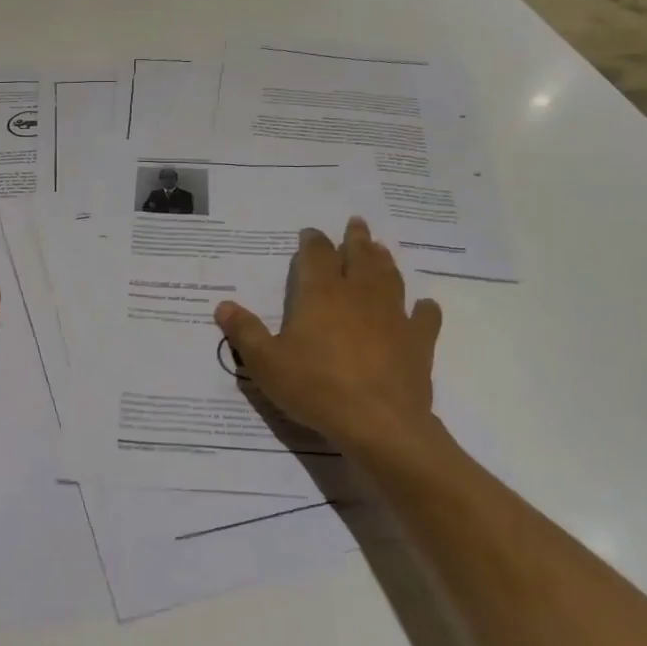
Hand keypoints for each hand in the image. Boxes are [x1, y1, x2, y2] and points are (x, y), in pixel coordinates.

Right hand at [214, 217, 442, 458]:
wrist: (378, 422)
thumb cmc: (315, 387)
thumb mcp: (265, 363)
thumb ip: (245, 331)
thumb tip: (222, 305)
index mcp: (321, 294)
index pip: (316, 255)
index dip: (313, 241)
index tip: (310, 233)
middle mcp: (359, 295)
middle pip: (359, 256)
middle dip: (356, 239)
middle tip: (357, 223)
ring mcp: (393, 316)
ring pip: (390, 278)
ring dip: (384, 261)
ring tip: (381, 250)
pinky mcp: (418, 341)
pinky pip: (424, 317)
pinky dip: (423, 309)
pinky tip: (423, 306)